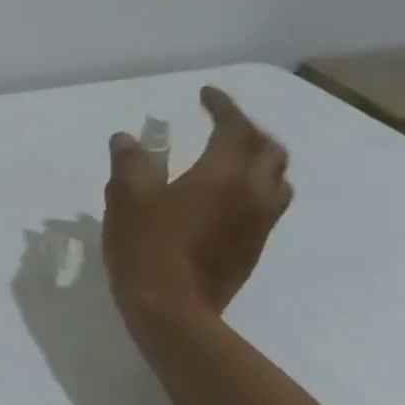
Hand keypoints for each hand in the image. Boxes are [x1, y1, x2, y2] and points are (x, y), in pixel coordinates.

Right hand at [102, 86, 292, 331]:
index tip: (205, 95)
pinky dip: (255, 186)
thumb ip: (131, 161)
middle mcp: (253, 193)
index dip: (222, 106)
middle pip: (269, 149)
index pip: (234, 127)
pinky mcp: (254, 247)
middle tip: (221, 123)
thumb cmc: (147, 246)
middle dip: (248, 129)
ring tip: (232, 156)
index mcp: (224, 174)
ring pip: (277, 178)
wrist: (173, 309)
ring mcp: (259, 223)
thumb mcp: (127, 197)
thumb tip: (127, 139)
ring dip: (259, 158)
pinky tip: (226, 195)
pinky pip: (268, 204)